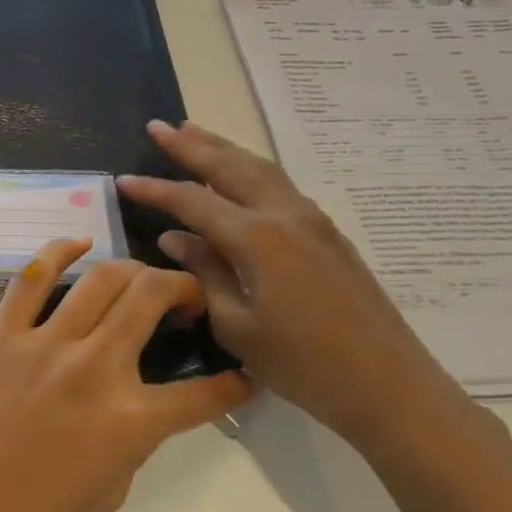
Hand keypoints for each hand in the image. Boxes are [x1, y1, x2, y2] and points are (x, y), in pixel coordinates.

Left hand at [0, 239, 255, 511]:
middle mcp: (96, 368)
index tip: (242, 373)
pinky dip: (59, 251)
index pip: (202, 394)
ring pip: (102, 278)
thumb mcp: (107, 494)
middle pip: (152, 298)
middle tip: (187, 298)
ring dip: (133, 270)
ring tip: (141, 279)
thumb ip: (132, 442)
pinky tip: (78, 243)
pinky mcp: (3, 332)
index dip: (233, 383)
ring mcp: (46, 342)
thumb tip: (138, 408)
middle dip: (184, 287)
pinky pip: (33, 277)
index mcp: (130, 422)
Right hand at [119, 120, 490, 457]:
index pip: (192, 201)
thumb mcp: (237, 325)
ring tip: (194, 131)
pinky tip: (239, 174)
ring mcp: (312, 221)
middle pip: (230, 166)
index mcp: (256, 238)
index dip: (155, 190)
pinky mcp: (328, 234)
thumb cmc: (303, 364)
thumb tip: (175, 238)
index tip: (123, 179)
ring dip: (223, 148)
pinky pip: (279, 185)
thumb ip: (204, 273)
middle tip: (157, 126)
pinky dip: (250, 168)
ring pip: (260, 168)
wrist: (388, 385)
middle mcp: (284, 215)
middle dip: (190, 145)